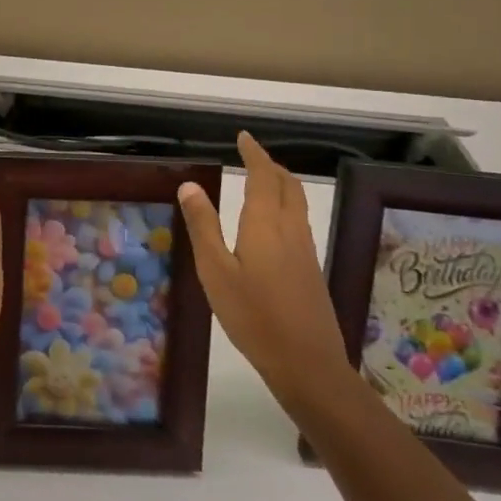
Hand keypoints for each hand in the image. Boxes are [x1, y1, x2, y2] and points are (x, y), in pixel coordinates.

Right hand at [178, 133, 352, 416]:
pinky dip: (285, 206)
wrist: (307, 363)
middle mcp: (290, 230)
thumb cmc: (252, 316)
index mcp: (265, 224)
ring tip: (261, 181)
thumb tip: (190, 186)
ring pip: (297, 204)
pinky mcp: (310, 269)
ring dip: (281, 185)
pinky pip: (298, 222)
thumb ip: (203, 227)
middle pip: (288, 186)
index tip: (244, 137)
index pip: (263, 176)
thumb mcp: (215, 271)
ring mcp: (305, 250)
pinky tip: (270, 224)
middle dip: (271, 166)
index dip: (254, 154)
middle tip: (252, 156)